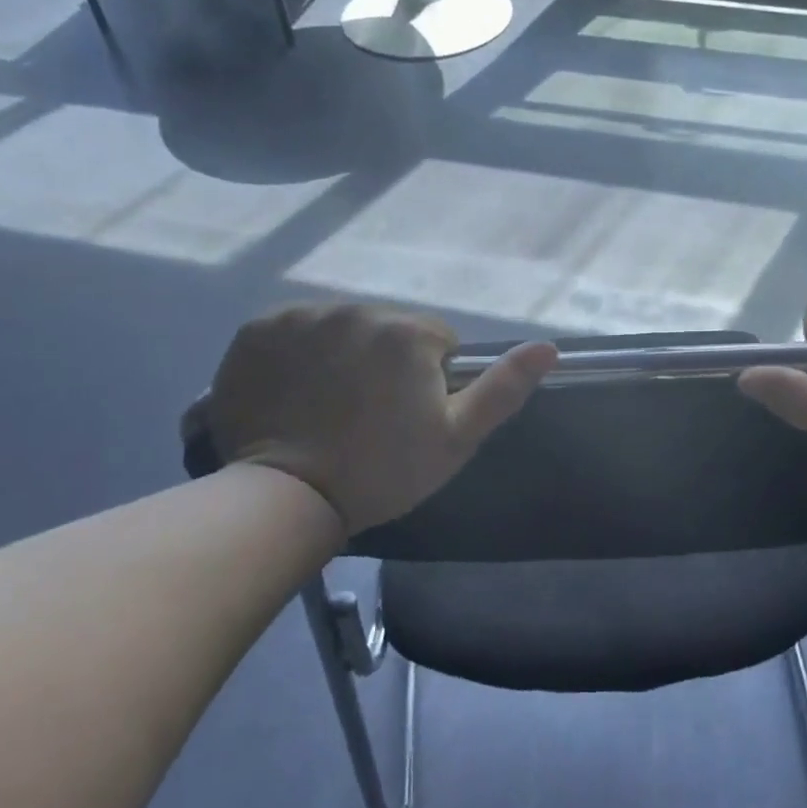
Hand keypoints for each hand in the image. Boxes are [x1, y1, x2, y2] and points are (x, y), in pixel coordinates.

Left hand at [192, 304, 557, 534]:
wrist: (285, 498)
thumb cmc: (380, 472)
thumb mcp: (455, 439)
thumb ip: (502, 389)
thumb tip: (549, 346)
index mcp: (406, 332)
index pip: (434, 340)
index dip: (428, 379)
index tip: (406, 416)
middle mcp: (355, 309)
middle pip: (384, 330)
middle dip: (383, 362)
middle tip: (365, 415)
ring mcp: (301, 316)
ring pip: (339, 327)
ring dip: (340, 354)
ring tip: (325, 405)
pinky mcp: (257, 330)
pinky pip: (292, 331)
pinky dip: (295, 353)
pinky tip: (292, 392)